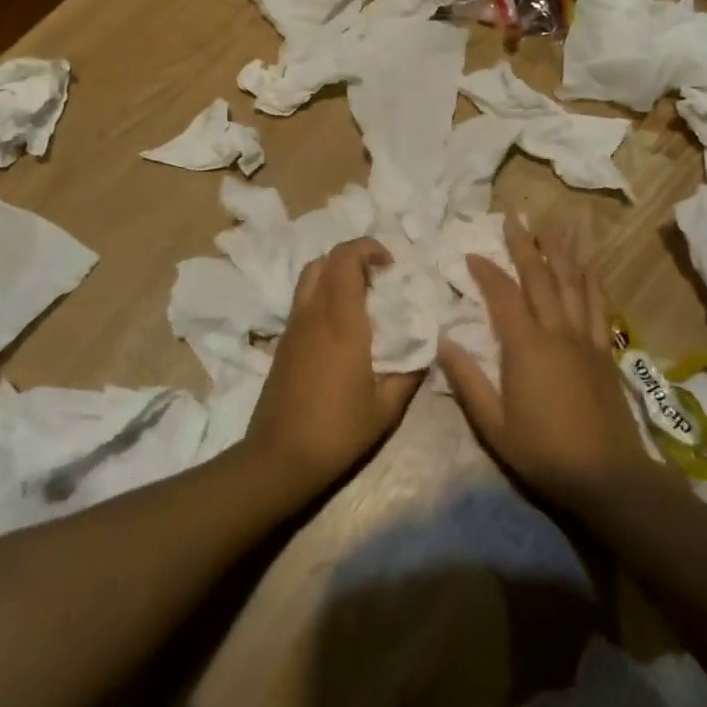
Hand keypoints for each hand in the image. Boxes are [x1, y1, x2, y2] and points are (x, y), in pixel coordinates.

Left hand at [242, 238, 422, 497]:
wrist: (279, 458)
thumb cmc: (338, 431)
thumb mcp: (387, 406)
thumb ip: (410, 370)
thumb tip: (427, 346)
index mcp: (340, 321)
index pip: (345, 259)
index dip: (368, 249)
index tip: (392, 266)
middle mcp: (312, 314)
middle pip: (325, 261)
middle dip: (353, 258)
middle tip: (380, 281)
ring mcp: (293, 327)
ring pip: (309, 278)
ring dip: (336, 275)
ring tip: (363, 301)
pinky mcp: (283, 342)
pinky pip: (303, 300)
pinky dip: (323, 295)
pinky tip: (343, 327)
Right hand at [436, 217, 660, 513]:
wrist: (606, 475)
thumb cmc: (542, 451)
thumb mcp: (493, 424)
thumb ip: (467, 380)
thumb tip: (443, 341)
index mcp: (525, 347)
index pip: (503, 295)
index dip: (486, 271)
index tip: (471, 252)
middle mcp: (556, 332)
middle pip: (540, 277)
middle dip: (524, 245)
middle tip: (513, 217)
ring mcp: (584, 338)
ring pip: (572, 283)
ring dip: (560, 251)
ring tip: (551, 225)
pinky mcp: (603, 350)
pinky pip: (598, 305)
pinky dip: (592, 281)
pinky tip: (589, 265)